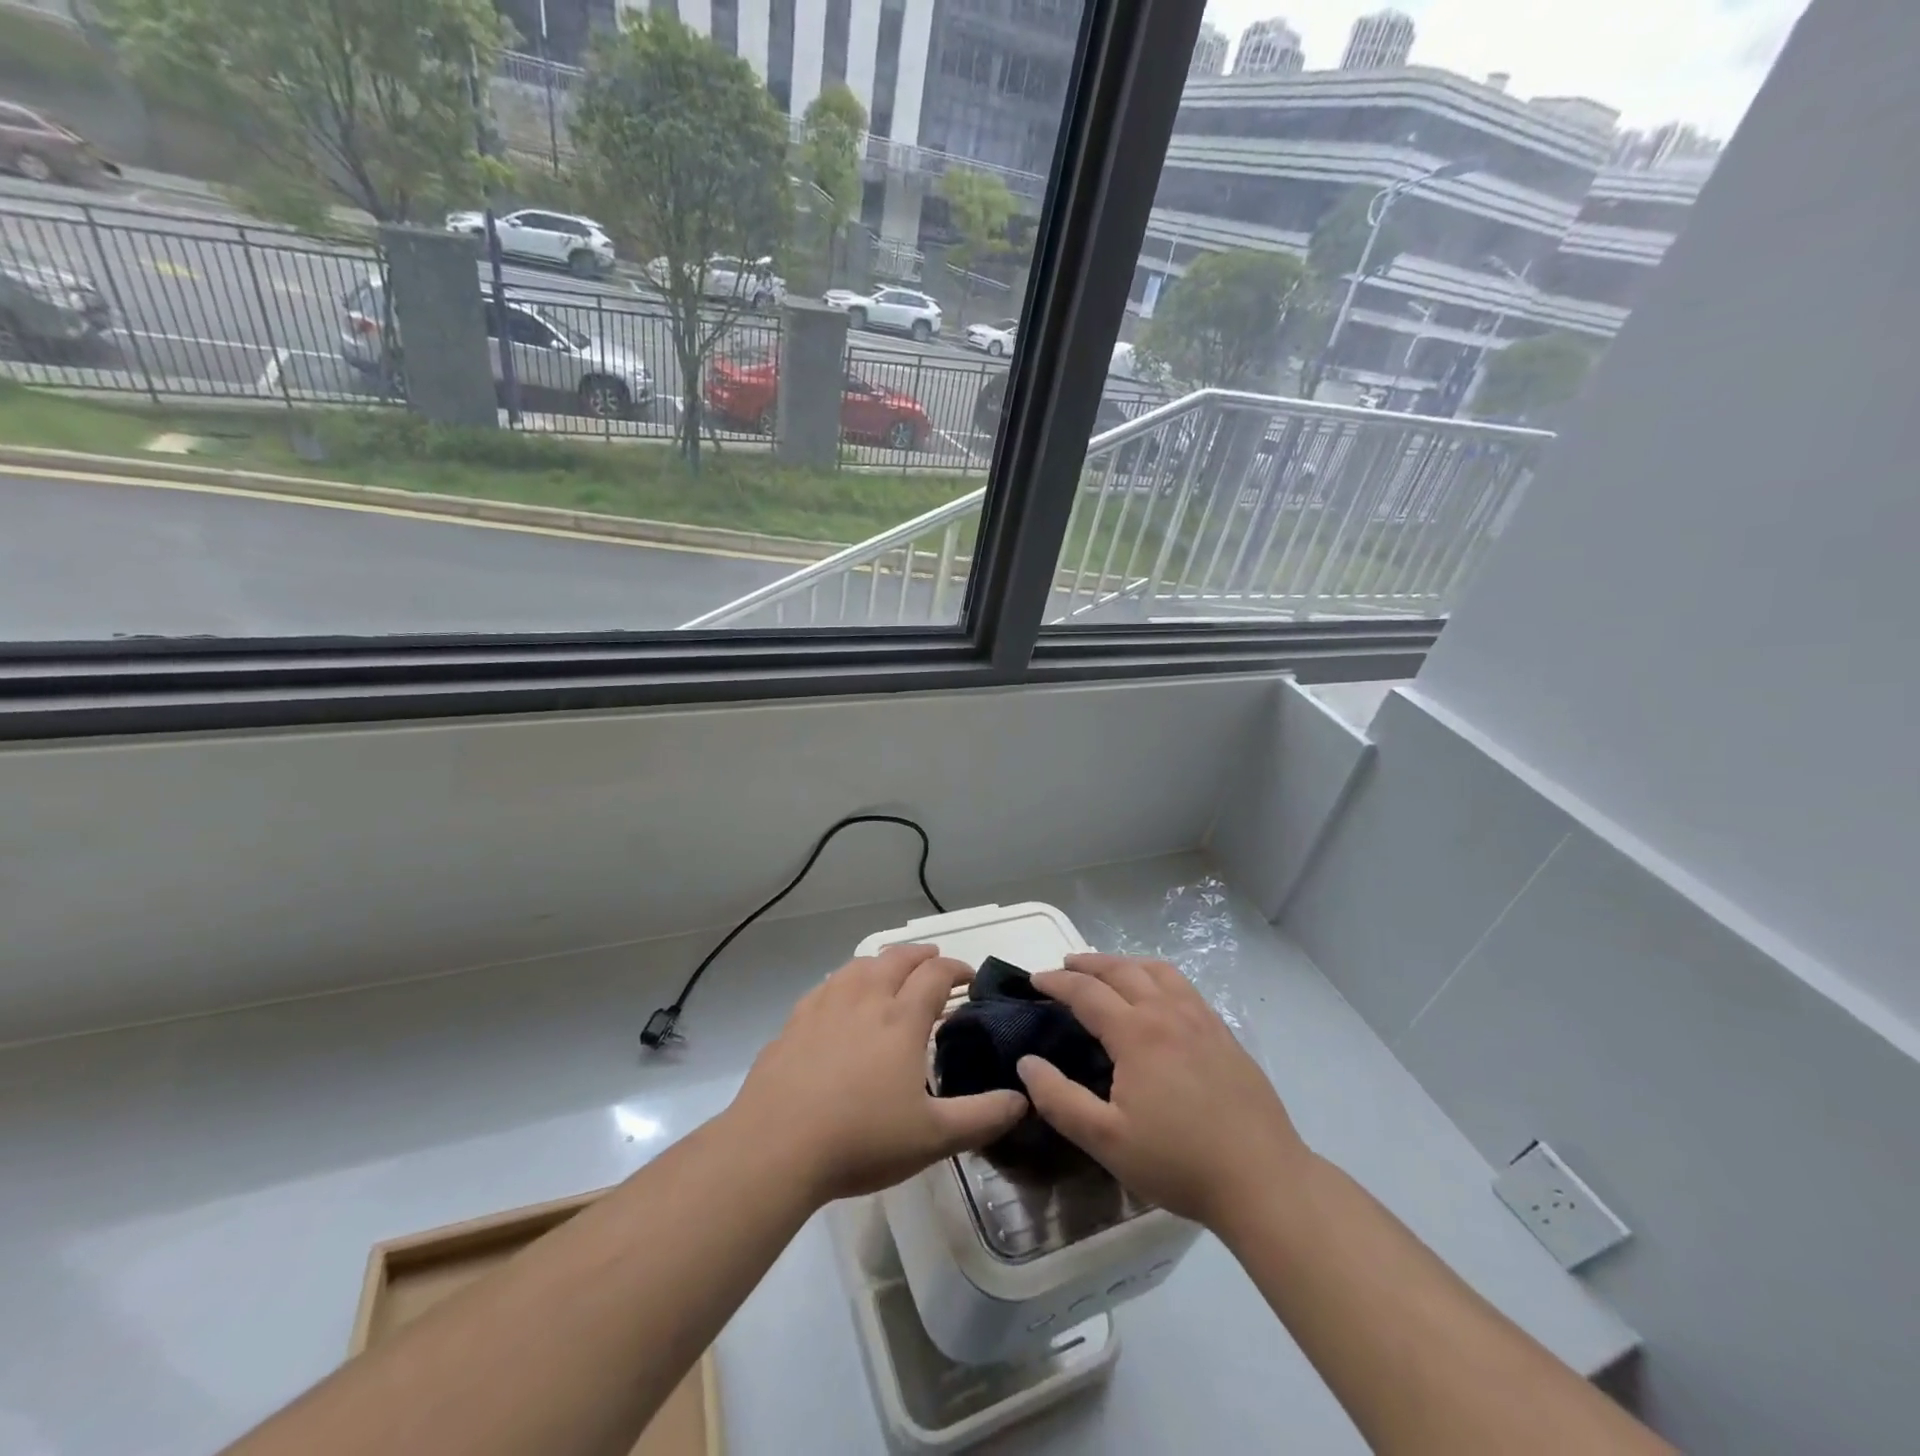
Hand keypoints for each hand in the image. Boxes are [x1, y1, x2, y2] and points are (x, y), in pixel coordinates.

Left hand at [728, 945, 1028, 1205]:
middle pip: (896, 959)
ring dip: (883, 961)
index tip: (968, 977)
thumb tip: (1023, 1099)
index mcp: (901, 1020)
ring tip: (891, 970)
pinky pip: (827, 985)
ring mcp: (825, 1006)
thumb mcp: (932, 1138)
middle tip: (935, 962)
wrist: (776, 1146)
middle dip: (921, 955)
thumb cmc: (860, 1139)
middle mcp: (865, 999)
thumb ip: (982, 1117)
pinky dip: (846, 980)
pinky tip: (842, 997)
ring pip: (859, 965)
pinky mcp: (795, 1021)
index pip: (935, 975)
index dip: (956, 968)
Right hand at [1017, 953, 1309, 1229]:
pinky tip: (1157, 994)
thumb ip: (1060, 1100)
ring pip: (1157, 971)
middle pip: (1121, 970)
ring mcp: (1201, 1019)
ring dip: (1124, 963)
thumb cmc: (1179, 1162)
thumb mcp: (1106, 1140)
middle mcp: (1168, 1012)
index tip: (1034, 980)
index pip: (1086, 992)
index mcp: (1137, 1033)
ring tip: (1107, 970)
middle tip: (1064, 965)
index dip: (1057, 982)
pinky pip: (1183, 986)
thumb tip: (1026, 1064)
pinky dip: (1157, 975)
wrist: (1263, 1180)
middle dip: (1088, 963)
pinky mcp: (1224, 1033)